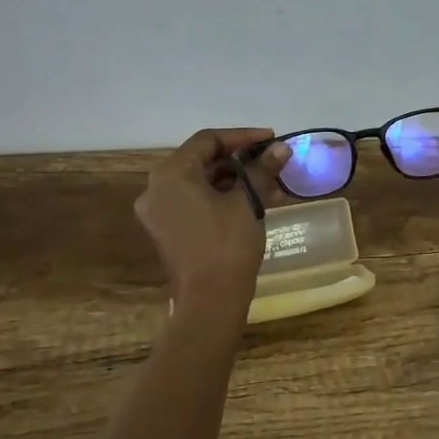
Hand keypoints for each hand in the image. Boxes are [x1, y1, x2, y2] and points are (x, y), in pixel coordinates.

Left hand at [135, 128, 289, 309]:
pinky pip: (194, 202)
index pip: (208, 140)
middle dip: (240, 160)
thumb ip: (261, 170)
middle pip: (201, 160)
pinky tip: (253, 202)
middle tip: (271, 161)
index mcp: (171, 174)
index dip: (242, 136)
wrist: (209, 302)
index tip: (271, 138)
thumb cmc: (227, 245)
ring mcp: (159, 212)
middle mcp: (157, 188)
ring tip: (270, 183)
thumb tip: (281, 148)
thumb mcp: (248, 203)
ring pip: (200, 183)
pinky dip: (221, 197)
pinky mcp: (167, 231)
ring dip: (234, 180)